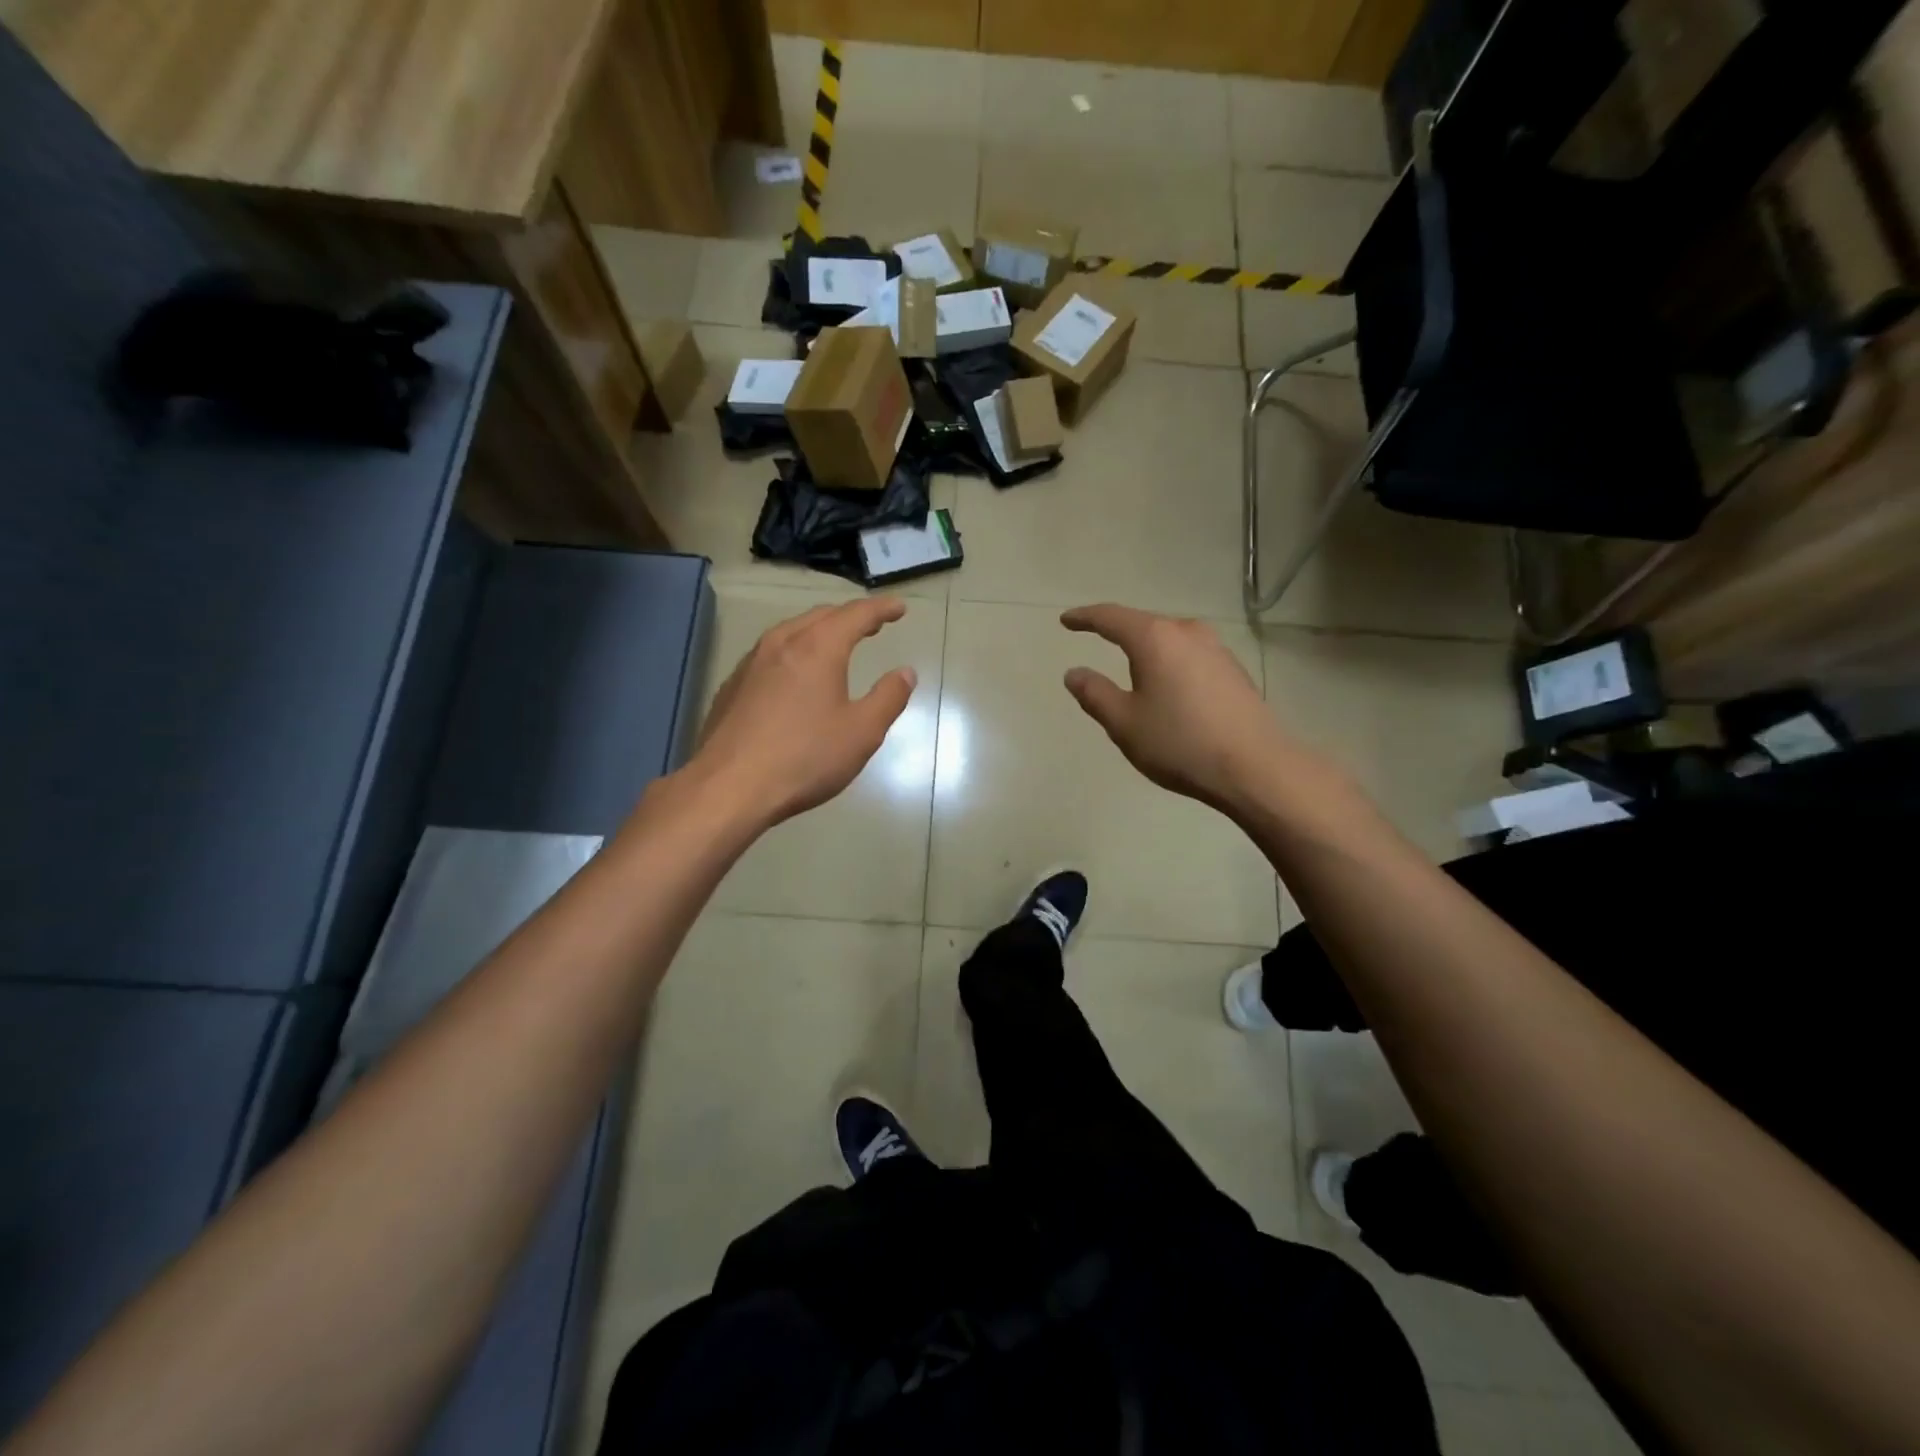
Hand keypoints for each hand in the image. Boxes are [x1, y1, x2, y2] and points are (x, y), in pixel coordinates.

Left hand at [690, 597, 917, 828]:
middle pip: (821, 616)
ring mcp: (751, 663)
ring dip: (819, 631)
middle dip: (850, 616)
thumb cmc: (804, 758)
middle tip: (872, 625)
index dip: (881, 609)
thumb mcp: (862, 732)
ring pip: (791, 631)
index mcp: (818, 648)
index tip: (899, 608)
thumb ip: (888, 698)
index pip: (856, 614)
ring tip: (836, 643)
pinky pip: (771, 654)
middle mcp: (782, 643)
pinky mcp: (733, 685)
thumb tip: (905, 672)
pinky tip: (795, 674)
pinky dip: (794, 651)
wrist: (728, 787)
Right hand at [1061, 604, 1332, 817]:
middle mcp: (1187, 633)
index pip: (1110, 617)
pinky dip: (1170, 665)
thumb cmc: (1180, 743)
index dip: (1085, 618)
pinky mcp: (1233, 670)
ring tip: (1132, 672)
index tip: (1066, 620)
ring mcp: (1216, 649)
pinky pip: (1189, 657)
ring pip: (1170, 641)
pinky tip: (1169, 690)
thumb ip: (1094, 694)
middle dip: (1118, 633)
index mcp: (1155, 639)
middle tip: (1096, 641)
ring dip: (1148, 651)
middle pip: (1144, 625)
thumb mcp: (1124, 723)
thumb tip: (1074, 673)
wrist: (1255, 768)